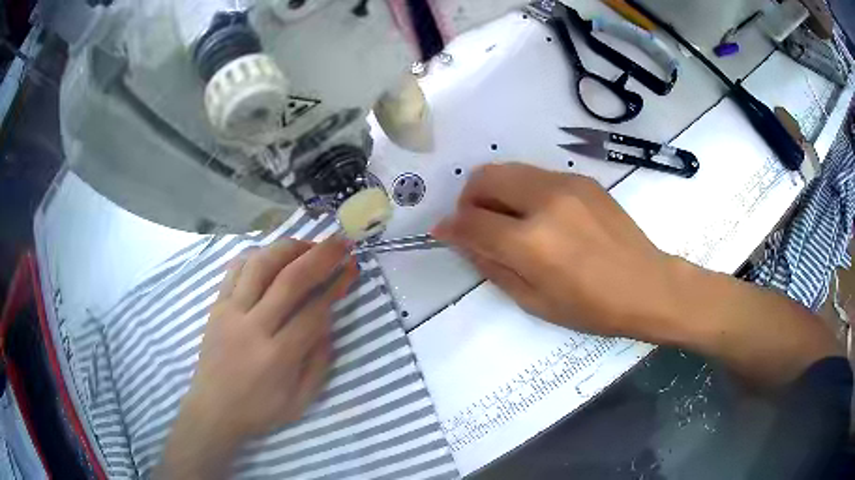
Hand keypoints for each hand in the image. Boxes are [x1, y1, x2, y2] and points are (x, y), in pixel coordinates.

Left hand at [157, 238, 356, 478]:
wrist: (213, 409)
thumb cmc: (259, 410)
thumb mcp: (299, 401)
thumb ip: (319, 363)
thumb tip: (328, 323)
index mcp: (278, 356)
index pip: (314, 311)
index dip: (336, 286)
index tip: (351, 268)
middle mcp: (253, 327)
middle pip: (290, 279)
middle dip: (320, 255)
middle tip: (340, 241)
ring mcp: (230, 312)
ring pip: (260, 265)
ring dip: (288, 248)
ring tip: (307, 244)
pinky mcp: (217, 306)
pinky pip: (235, 270)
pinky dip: (256, 255)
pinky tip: (271, 255)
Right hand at [433, 163, 685, 343]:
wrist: (647, 285)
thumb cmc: (592, 307)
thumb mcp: (534, 302)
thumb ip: (492, 267)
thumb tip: (463, 241)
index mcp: (531, 242)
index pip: (471, 221)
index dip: (450, 226)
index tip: (443, 231)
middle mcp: (544, 202)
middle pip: (485, 178)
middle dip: (468, 199)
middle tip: (475, 222)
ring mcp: (566, 184)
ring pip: (509, 170)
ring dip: (495, 191)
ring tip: (507, 218)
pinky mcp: (582, 179)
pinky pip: (536, 176)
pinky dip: (523, 191)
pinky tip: (541, 216)